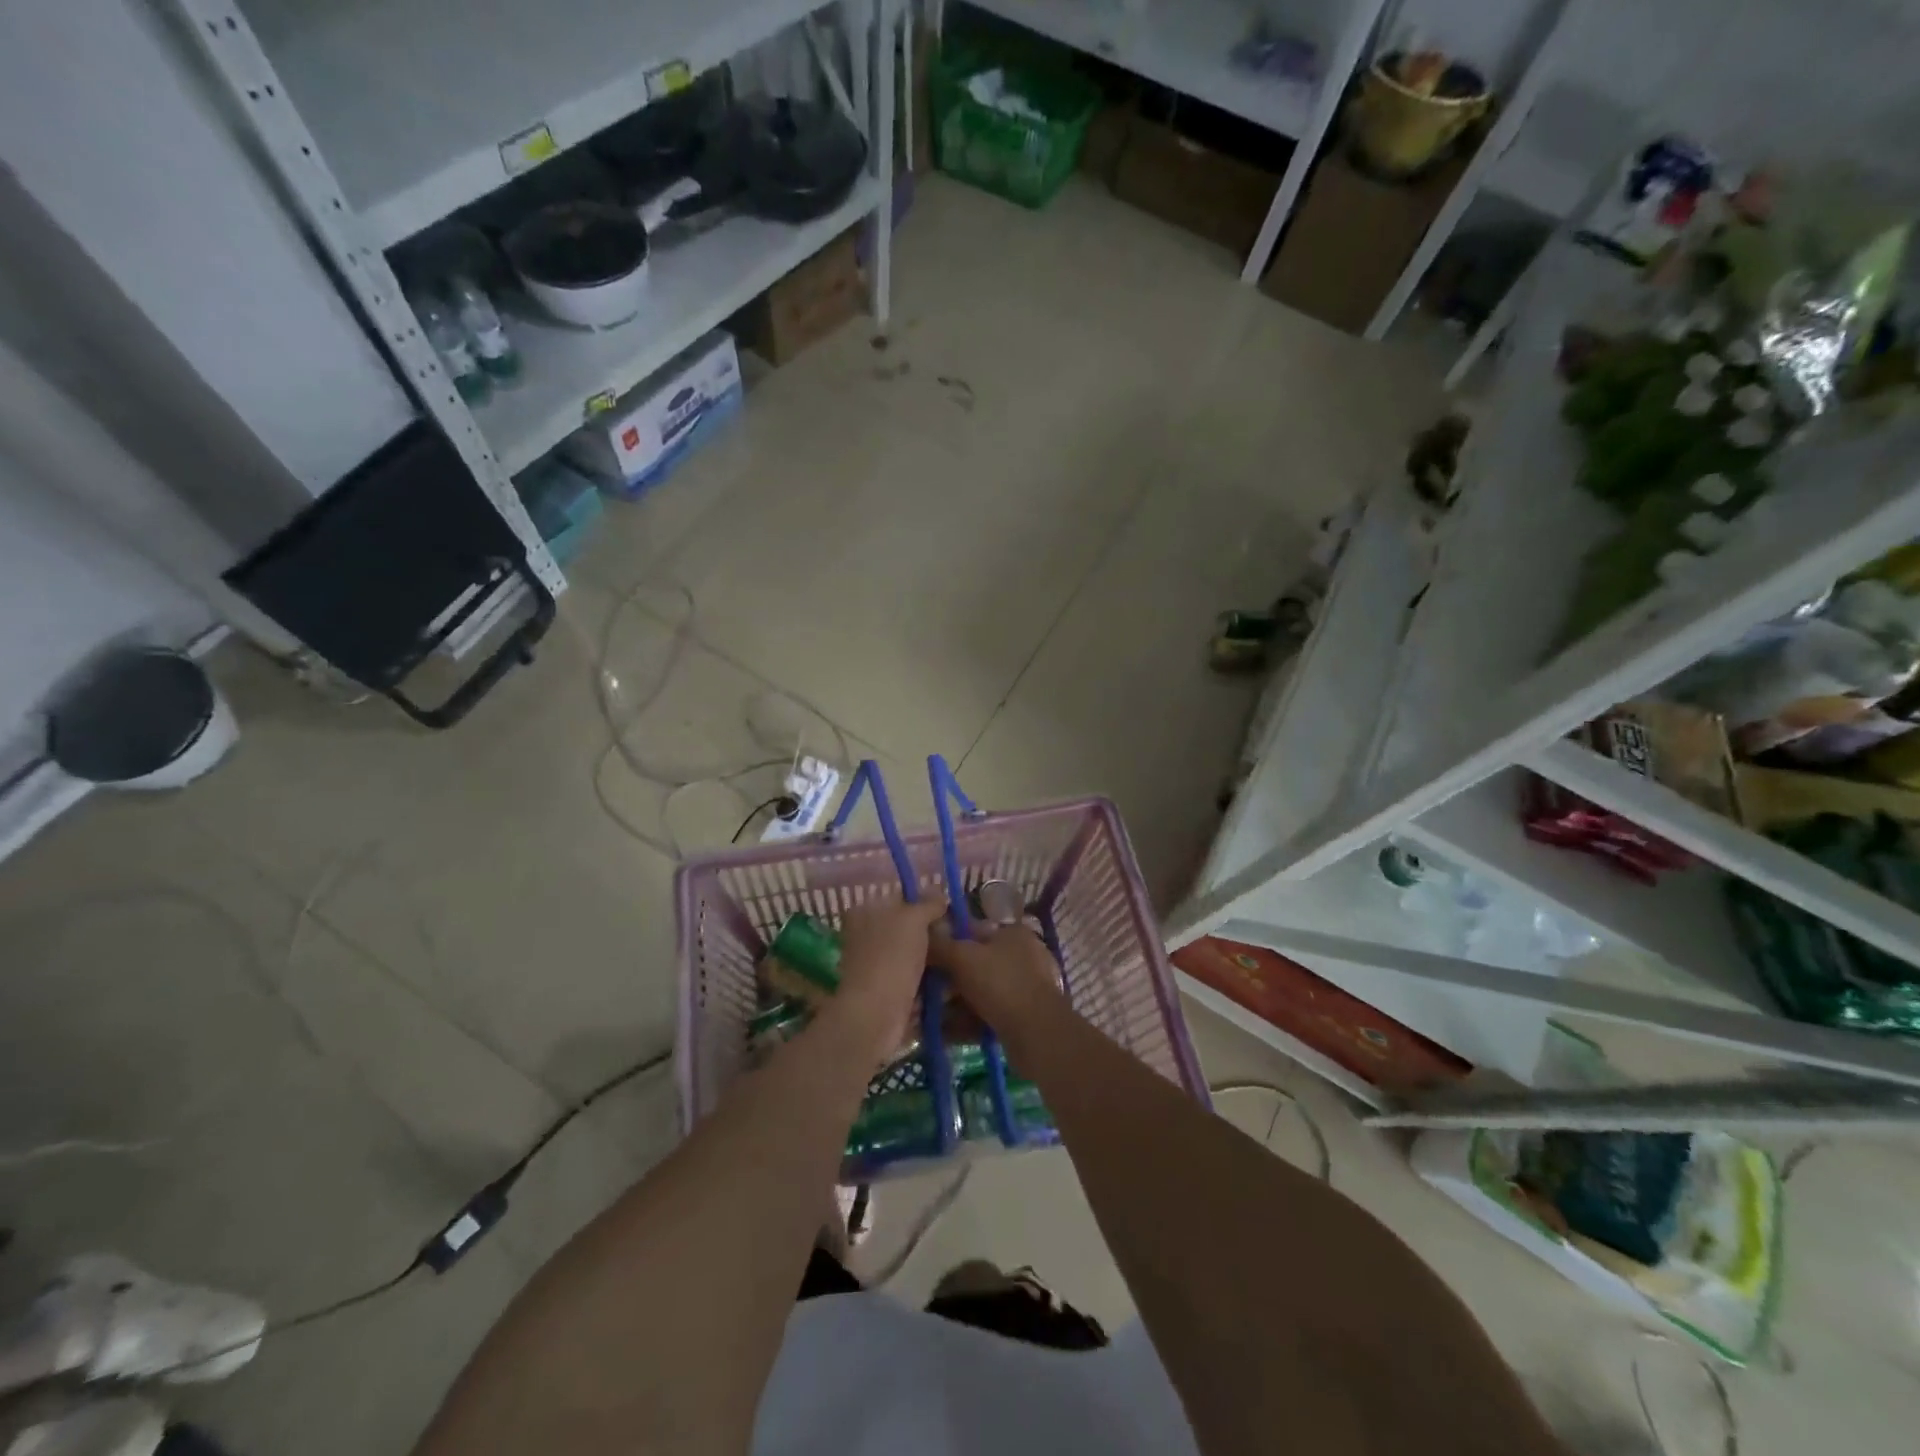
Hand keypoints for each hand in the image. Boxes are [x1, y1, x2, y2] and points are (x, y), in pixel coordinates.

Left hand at [831, 895, 947, 1054]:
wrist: (876, 1013)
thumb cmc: (892, 956)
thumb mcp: (914, 918)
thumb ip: (928, 903)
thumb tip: (939, 895)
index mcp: (863, 912)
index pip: (899, 899)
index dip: (925, 903)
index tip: (949, 912)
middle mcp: (864, 935)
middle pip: (906, 927)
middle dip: (931, 932)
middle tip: (957, 936)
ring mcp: (873, 964)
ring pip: (911, 953)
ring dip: (932, 957)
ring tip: (956, 958)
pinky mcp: (884, 990)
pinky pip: (912, 978)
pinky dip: (927, 979)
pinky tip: (947, 980)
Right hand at [934, 924, 1068, 1047]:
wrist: (1037, 1034)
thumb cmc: (1000, 983)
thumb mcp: (963, 957)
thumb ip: (940, 945)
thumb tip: (921, 933)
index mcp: (1012, 933)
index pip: (971, 930)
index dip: (946, 942)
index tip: (923, 958)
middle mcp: (1020, 956)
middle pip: (974, 964)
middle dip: (947, 979)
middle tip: (922, 992)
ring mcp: (1023, 988)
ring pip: (978, 992)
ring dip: (953, 1004)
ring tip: (927, 1017)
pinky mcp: (1021, 1017)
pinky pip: (986, 1014)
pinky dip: (966, 1022)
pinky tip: (944, 1033)